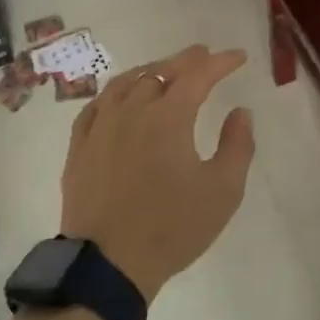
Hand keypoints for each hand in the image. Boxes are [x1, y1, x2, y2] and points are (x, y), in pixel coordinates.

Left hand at [60, 45, 256, 302]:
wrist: (109, 264)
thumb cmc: (172, 227)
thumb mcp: (223, 191)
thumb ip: (238, 145)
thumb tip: (240, 111)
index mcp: (168, 117)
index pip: (198, 75)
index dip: (220, 62)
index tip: (238, 57)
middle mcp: (131, 111)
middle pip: (160, 72)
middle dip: (186, 60)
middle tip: (203, 55)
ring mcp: (100, 127)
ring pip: (125, 83)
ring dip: (149, 70)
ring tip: (163, 69)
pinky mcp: (80, 147)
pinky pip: (96, 105)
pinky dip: (115, 93)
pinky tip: (119, 98)